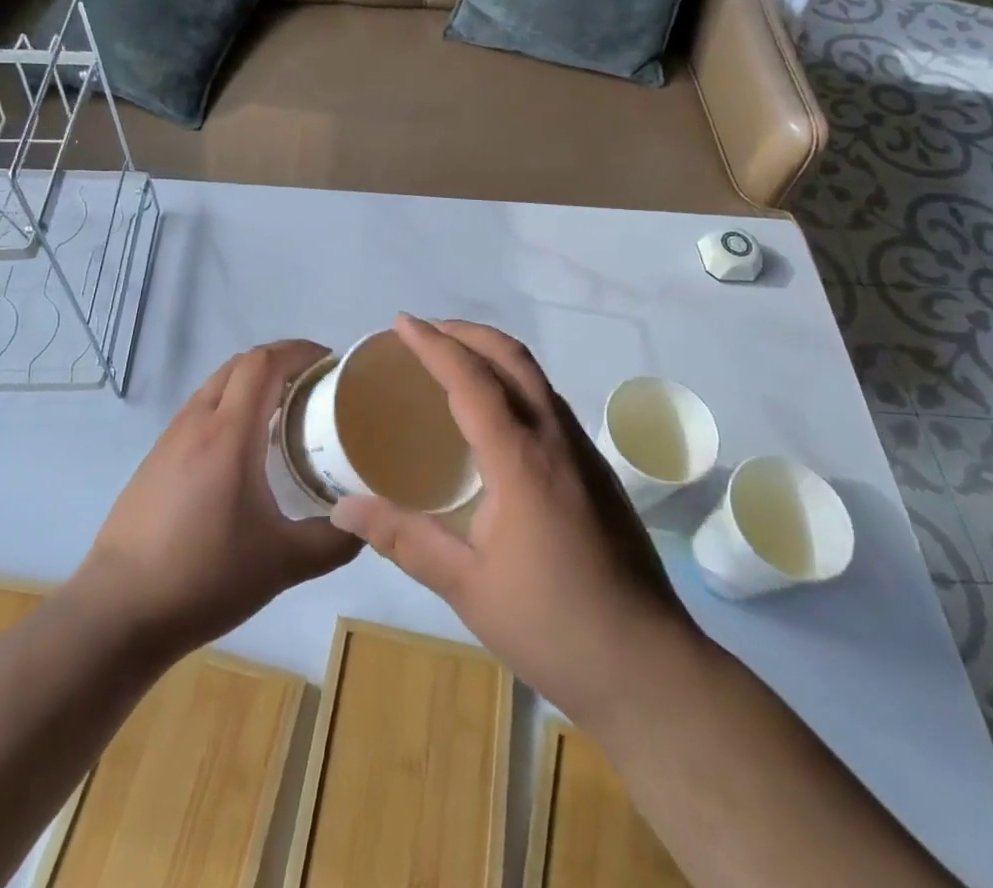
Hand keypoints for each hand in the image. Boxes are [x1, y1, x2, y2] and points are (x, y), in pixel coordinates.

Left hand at [76, 341, 361, 656]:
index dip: (299, 351)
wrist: (117, 612)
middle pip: (240, 364)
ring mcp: (169, 439)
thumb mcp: (281, 564)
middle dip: (280, 361)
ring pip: (216, 385)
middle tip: (314, 384)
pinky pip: (199, 411)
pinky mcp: (154, 460)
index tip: (330, 363)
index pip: (264, 363)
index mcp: (228, 433)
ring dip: (251, 382)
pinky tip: (243, 448)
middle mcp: (196, 422)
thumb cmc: (203, 578)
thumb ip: (332, 541)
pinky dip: (229, 406)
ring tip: (284, 411)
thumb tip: (363, 523)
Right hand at [331, 316, 696, 727]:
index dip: (434, 345)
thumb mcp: (466, 586)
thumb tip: (344, 507)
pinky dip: (514, 383)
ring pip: (536, 377)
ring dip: (493, 354)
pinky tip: (496, 417)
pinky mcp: (596, 472)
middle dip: (467, 333)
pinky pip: (548, 404)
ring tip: (454, 362)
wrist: (648, 668)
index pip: (471, 379)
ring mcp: (583, 452)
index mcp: (521, 459)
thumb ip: (404, 539)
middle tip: (426, 332)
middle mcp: (555, 439)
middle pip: (512, 358)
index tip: (401, 323)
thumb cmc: (552, 625)